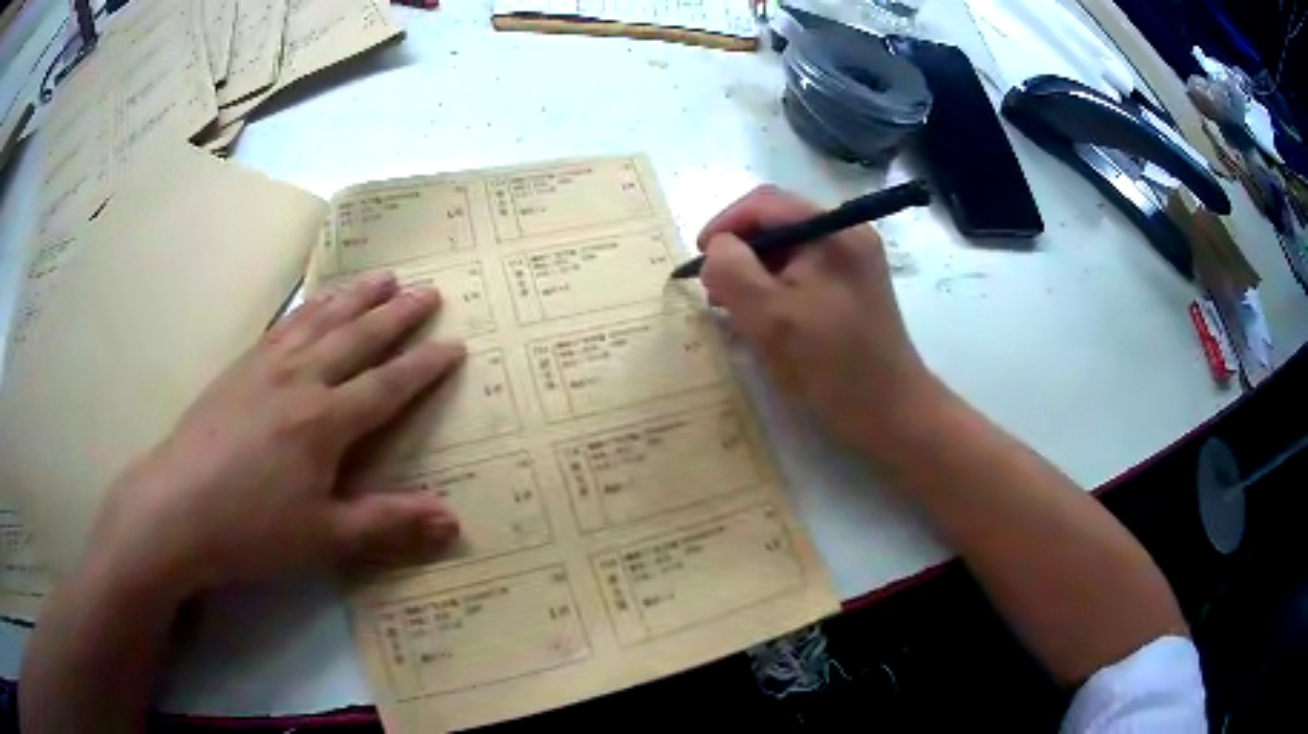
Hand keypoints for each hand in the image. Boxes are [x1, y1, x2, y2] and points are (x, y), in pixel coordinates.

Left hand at [84, 273, 464, 603]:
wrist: (175, 508)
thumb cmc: (251, 529)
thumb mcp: (324, 538)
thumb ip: (388, 524)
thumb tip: (453, 520)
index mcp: (325, 422)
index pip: (387, 385)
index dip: (424, 365)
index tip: (454, 343)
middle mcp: (301, 380)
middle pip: (357, 337)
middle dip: (397, 314)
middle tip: (428, 289)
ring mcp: (266, 367)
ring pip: (321, 319)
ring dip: (355, 296)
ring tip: (383, 275)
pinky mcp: (239, 366)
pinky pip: (284, 324)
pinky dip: (309, 306)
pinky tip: (314, 302)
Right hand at [698, 185, 942, 459]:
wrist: (892, 413)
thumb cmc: (832, 367)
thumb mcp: (770, 318)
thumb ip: (732, 271)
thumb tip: (718, 247)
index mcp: (833, 230)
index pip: (764, 203)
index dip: (724, 225)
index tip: (699, 262)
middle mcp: (848, 233)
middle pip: (778, 222)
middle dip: (740, 251)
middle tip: (716, 292)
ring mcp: (855, 259)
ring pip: (790, 248)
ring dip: (756, 270)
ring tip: (737, 307)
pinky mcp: (855, 284)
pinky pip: (805, 269)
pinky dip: (778, 285)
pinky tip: (768, 316)